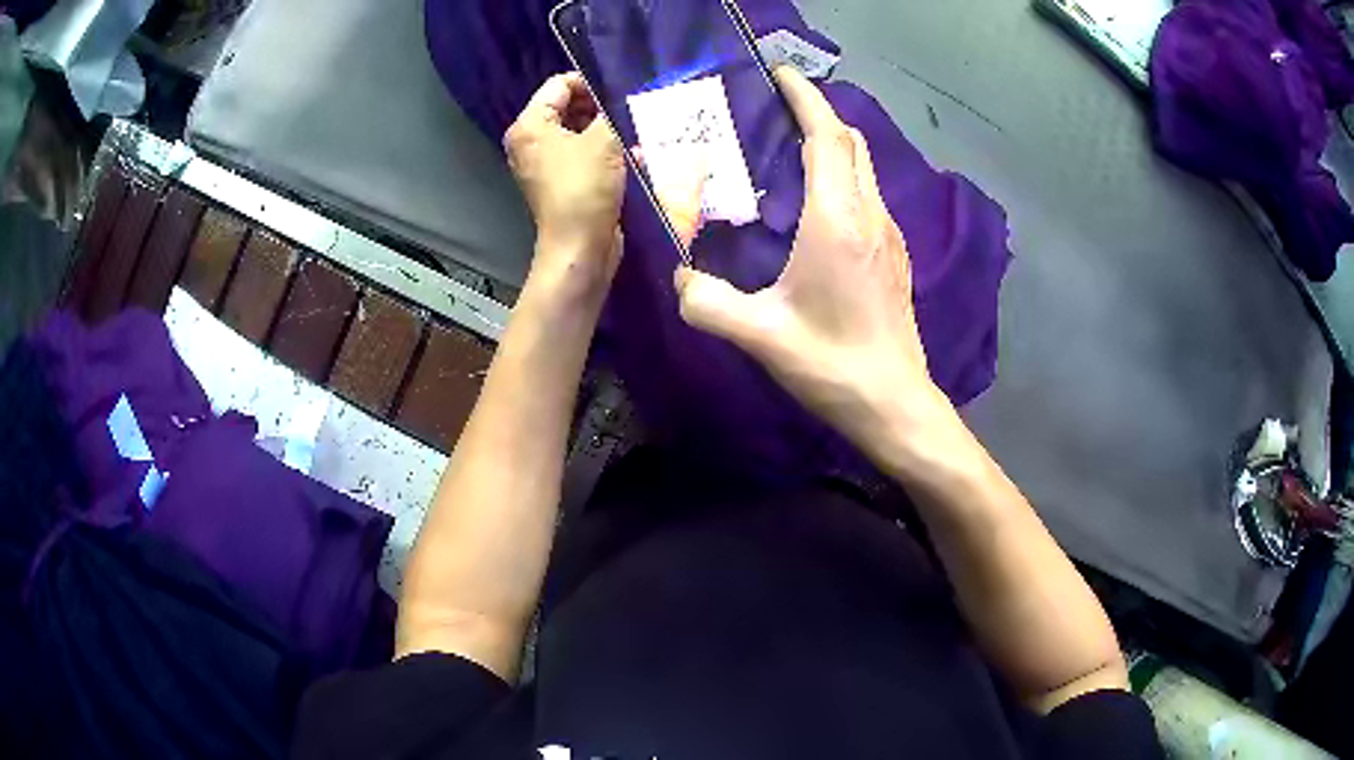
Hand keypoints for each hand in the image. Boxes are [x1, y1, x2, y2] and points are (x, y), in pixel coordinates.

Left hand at [505, 73, 625, 300]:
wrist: (581, 247)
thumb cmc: (585, 187)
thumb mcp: (604, 139)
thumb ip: (611, 111)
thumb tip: (619, 99)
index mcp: (530, 125)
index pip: (560, 85)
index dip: (591, 82)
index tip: (622, 90)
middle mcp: (530, 141)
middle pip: (568, 107)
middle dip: (601, 106)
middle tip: (632, 109)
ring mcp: (544, 163)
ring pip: (578, 131)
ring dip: (607, 129)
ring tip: (636, 129)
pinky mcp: (561, 182)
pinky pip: (582, 154)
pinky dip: (604, 151)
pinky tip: (632, 153)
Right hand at [669, 67, 951, 461]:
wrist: (894, 404)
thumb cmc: (833, 364)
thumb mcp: (760, 335)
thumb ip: (707, 304)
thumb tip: (681, 281)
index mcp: (839, 220)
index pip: (828, 137)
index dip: (807, 98)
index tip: (781, 74)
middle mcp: (870, 215)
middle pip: (851, 143)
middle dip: (818, 114)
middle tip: (776, 110)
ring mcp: (890, 235)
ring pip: (864, 168)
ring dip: (832, 145)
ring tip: (789, 148)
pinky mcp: (895, 255)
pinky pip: (868, 195)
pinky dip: (843, 177)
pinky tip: (816, 203)